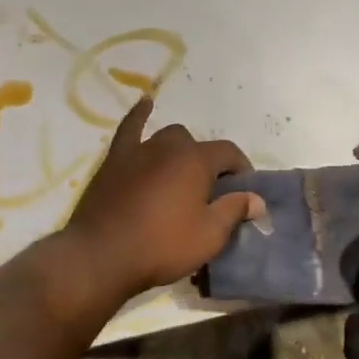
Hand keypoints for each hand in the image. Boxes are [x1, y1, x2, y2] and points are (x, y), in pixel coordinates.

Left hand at [63, 97, 265, 299]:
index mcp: (197, 161)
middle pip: (198, 146)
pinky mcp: (116, 159)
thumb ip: (234, 211)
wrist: (101, 255)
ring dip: (180, 151)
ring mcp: (140, 150)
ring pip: (168, 138)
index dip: (241, 170)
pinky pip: (129, 128)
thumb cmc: (162, 246)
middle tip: (208, 193)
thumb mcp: (209, 236)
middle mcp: (170, 146)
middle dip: (208, 164)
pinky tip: (145, 102)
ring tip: (181, 175)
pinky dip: (139, 115)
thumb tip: (257, 199)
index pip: (229, 153)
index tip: (244, 193)